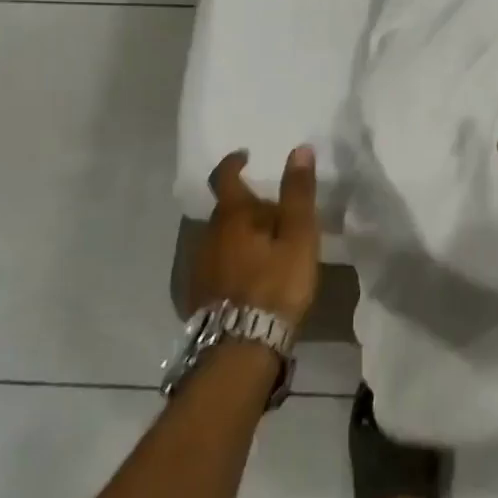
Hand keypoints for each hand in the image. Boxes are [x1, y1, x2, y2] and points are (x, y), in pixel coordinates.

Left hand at [192, 148, 320, 325]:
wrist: (241, 348)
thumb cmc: (276, 284)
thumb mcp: (298, 236)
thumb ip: (298, 193)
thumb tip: (299, 149)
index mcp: (233, 217)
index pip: (225, 178)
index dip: (234, 163)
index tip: (245, 156)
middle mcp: (208, 235)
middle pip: (226, 210)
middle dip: (248, 206)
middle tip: (277, 213)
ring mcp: (199, 266)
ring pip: (221, 238)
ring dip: (240, 234)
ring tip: (268, 246)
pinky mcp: (198, 294)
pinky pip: (217, 264)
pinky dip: (233, 259)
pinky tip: (251, 276)